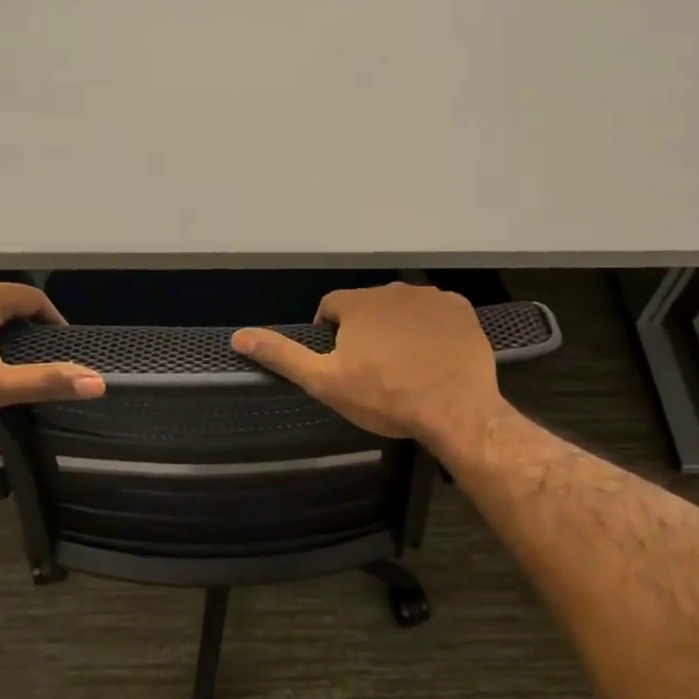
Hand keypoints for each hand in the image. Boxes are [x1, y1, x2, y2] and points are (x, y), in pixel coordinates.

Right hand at [230, 282, 504, 443]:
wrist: (454, 410)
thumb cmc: (384, 397)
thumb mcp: (324, 382)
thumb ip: (282, 355)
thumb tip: (238, 336)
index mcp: (358, 303)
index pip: (331, 307)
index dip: (330, 334)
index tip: (341, 363)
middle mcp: (393, 289)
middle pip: (368, 306)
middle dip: (366, 330)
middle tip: (374, 369)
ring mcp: (431, 297)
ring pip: (403, 308)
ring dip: (399, 328)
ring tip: (405, 365)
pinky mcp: (461, 310)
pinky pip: (437, 313)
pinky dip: (431, 329)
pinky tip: (434, 357)